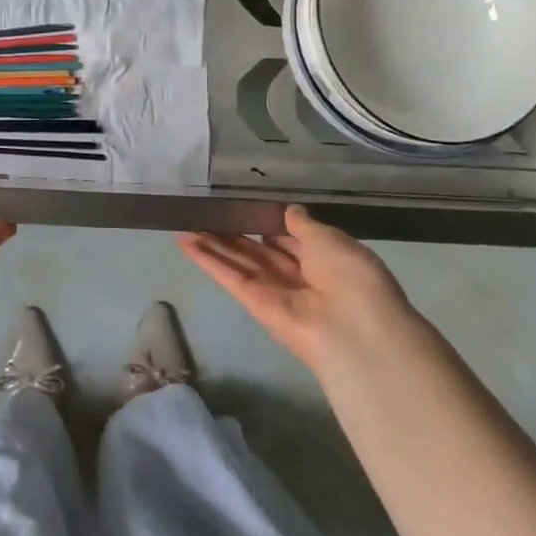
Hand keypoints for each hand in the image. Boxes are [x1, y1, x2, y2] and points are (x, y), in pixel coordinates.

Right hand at [177, 205, 409, 374]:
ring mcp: (275, 291)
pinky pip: (230, 276)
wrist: (351, 328)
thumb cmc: (348, 274)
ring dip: (214, 244)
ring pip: (240, 262)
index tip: (246, 207)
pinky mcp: (254, 303)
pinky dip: (207, 260)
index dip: (269, 224)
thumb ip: (303, 224)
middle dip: (236, 234)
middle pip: (261, 251)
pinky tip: (184, 243)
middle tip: (208, 214)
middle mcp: (300, 276)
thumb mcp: (329, 239)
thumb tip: (289, 210)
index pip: (292, 239)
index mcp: (325, 259)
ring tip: (186, 225)